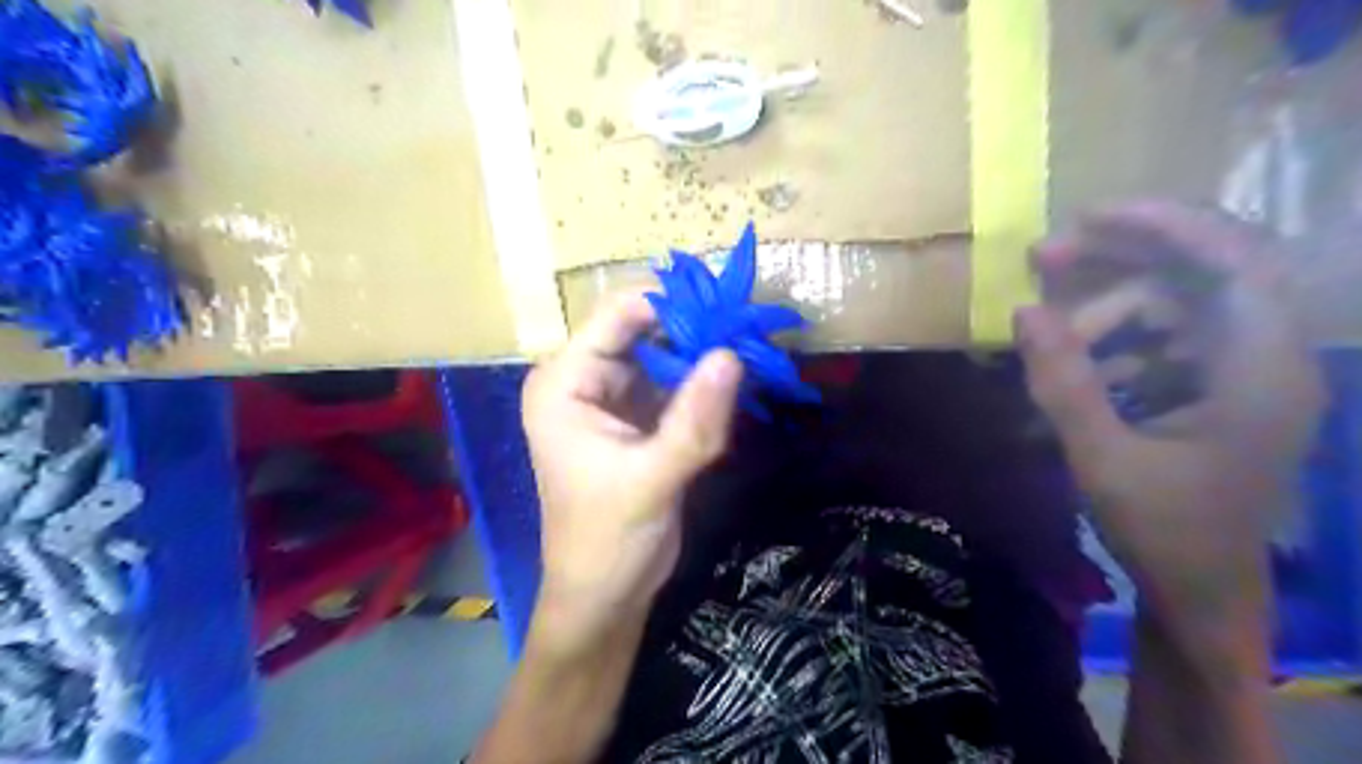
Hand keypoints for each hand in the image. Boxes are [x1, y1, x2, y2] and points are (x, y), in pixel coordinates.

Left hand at [519, 297, 739, 652]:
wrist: (606, 595)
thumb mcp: (650, 480)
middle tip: (748, 331)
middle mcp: (585, 378)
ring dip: (704, 355)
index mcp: (565, 382)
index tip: (727, 308)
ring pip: (666, 355)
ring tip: (751, 351)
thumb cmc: (607, 541)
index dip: (671, 305)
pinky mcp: (640, 417)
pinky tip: (737, 383)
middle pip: (645, 330)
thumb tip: (732, 354)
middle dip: (694, 330)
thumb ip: (693, 420)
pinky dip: (704, 383)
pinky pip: (676, 385)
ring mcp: (614, 397)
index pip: (617, 316)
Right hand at [1015, 203, 1325, 631]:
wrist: (1202, 590)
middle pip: (1199, 270)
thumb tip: (1024, 311)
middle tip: (1043, 258)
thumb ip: (1063, 382)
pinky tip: (1077, 367)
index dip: (1166, 225)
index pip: (1235, 261)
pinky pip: (1161, 336)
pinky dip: (1114, 339)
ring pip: (1172, 302)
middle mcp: (1264, 356)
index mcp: (1261, 371)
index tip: (1089, 218)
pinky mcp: (1215, 385)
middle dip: (1118, 259)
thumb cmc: (1164, 530)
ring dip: (1106, 306)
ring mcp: (1240, 370)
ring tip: (1047, 333)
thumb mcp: (1102, 458)